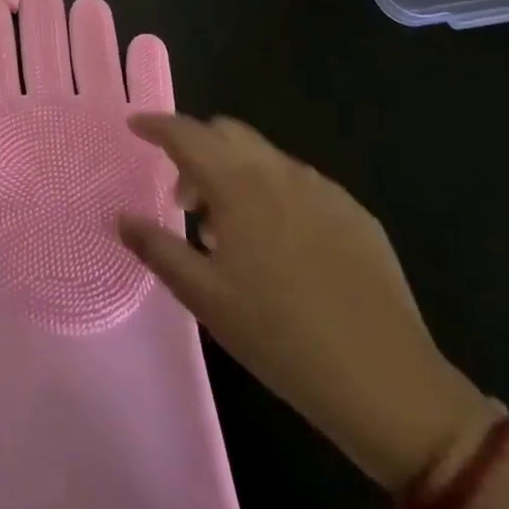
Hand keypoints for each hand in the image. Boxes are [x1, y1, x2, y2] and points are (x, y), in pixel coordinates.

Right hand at [118, 115, 489, 490]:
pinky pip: (299, 184)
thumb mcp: (205, 297)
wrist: (388, 383)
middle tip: (181, 196)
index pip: (186, 133)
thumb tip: (120, 216)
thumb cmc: (280, 337)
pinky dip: (273, 194)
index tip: (135, 127)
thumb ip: (156, 247)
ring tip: (228, 230)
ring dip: (234, 174)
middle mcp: (280, 172)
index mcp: (239, 184)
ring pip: (264, 158)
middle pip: (227, 132)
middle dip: (196, 149)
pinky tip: (279, 246)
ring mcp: (323, 190)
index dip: (156, 125)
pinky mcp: (354, 214)